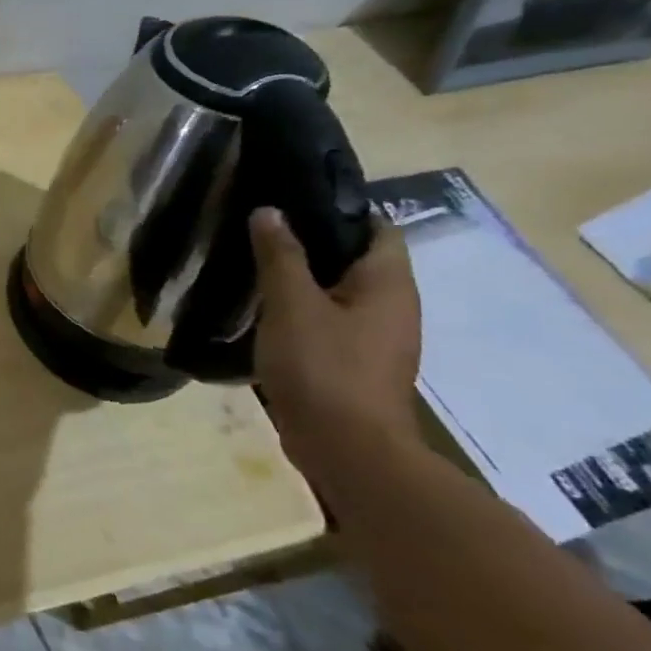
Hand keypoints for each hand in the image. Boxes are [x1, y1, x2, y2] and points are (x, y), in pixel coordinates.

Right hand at [251, 207, 421, 467]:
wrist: (346, 448)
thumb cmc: (323, 366)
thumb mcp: (292, 304)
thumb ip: (280, 256)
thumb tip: (270, 211)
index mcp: (388, 283)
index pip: (375, 227)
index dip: (337, 210)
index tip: (289, 202)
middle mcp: (394, 306)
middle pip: (356, 260)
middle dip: (313, 245)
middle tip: (261, 234)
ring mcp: (377, 339)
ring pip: (341, 294)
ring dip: (304, 282)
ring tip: (256, 271)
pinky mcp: (356, 365)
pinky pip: (331, 324)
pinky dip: (303, 313)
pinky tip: (267, 316)